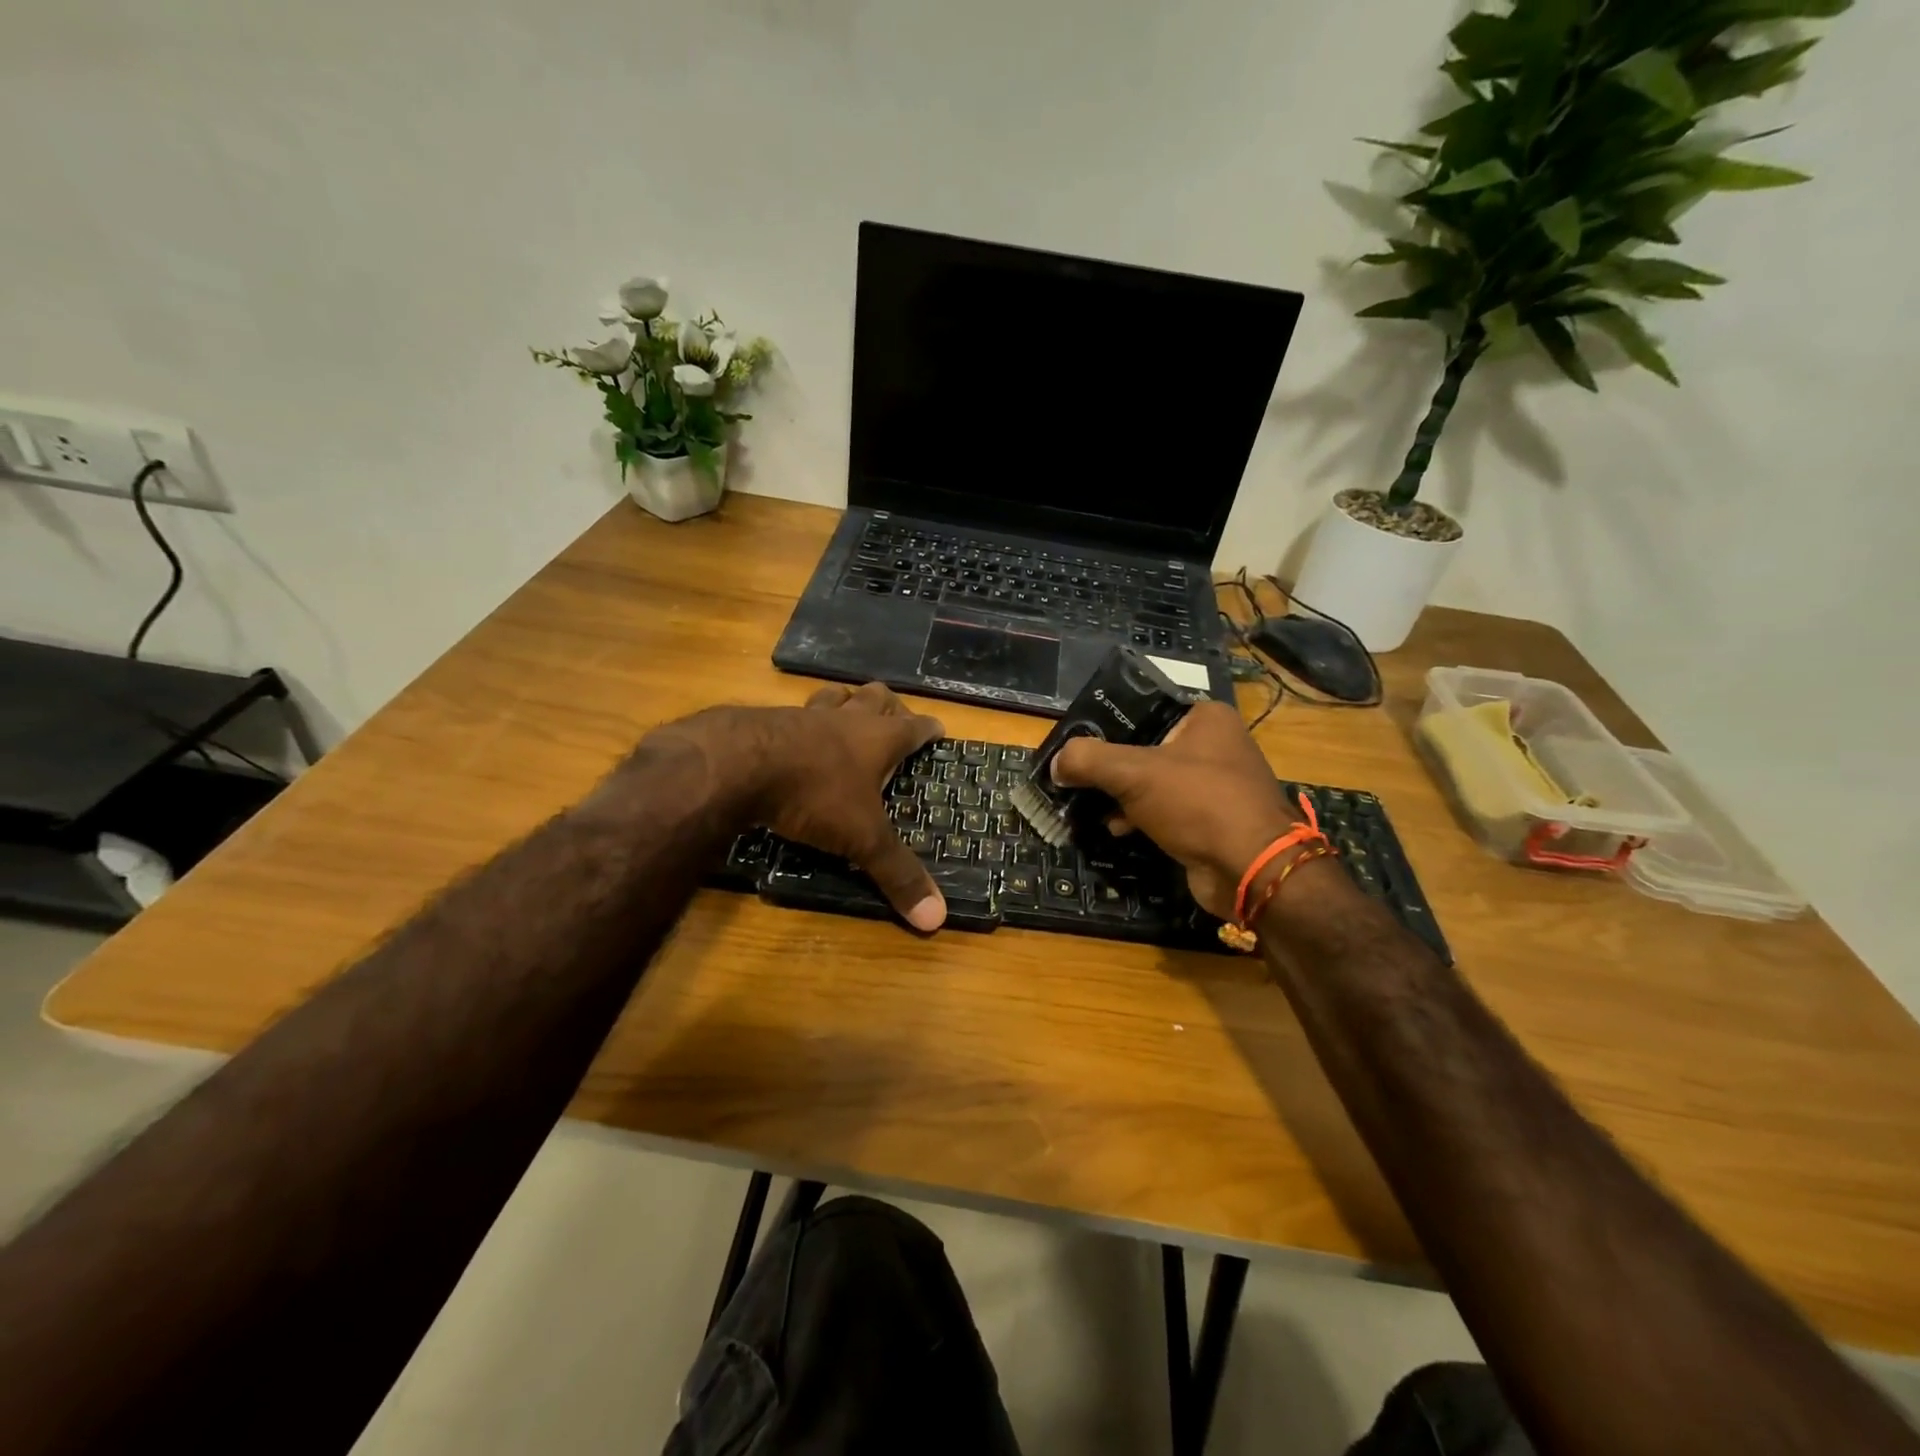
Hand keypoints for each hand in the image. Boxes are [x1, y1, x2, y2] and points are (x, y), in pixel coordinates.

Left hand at [661, 683, 947, 930]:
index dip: (929, 729)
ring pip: (834, 696)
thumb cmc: (815, 794)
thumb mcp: (861, 838)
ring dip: (845, 703)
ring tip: (848, 714)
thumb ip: (897, 873)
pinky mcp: (768, 721)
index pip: (915, 726)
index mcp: (878, 739)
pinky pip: (794, 713)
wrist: (740, 764)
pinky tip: (795, 738)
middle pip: (876, 697)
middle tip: (895, 720)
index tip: (938, 731)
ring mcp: (805, 716)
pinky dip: (803, 722)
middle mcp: (846, 719)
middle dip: (890, 705)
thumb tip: (937, 919)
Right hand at [1052, 700, 1296, 919]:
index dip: (1106, 725)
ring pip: (1152, 782)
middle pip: (1145, 747)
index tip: (1074, 742)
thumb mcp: (1134, 773)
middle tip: (1074, 776)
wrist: (1252, 870)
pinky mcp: (1211, 820)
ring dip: (1120, 795)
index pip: (1143, 709)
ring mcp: (1215, 784)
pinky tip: (1115, 828)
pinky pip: (1165, 810)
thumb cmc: (1198, 803)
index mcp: (1206, 717)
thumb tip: (1056, 763)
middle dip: (1109, 767)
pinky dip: (1139, 817)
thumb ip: (1088, 760)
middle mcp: (1215, 745)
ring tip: (1085, 805)